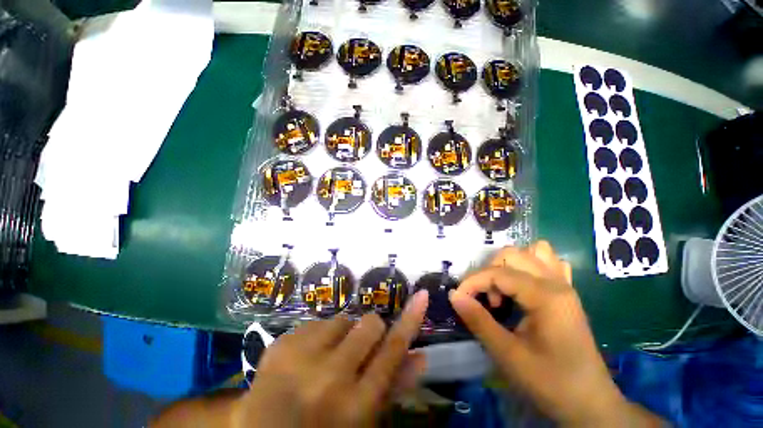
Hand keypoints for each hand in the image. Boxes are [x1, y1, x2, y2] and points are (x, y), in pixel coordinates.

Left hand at [233, 290, 428, 427]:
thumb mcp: (362, 420)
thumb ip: (393, 387)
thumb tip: (421, 356)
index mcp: (355, 406)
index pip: (392, 351)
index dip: (410, 320)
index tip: (422, 295)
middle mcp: (329, 378)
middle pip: (370, 323)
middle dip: (370, 330)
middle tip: (358, 348)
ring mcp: (300, 358)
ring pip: (343, 318)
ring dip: (343, 333)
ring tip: (328, 356)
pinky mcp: (280, 343)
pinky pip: (318, 320)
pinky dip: (320, 334)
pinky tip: (307, 356)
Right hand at [450, 242, 662, 426]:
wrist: (590, 404)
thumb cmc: (551, 382)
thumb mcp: (508, 355)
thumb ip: (478, 320)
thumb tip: (454, 295)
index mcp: (545, 296)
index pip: (497, 273)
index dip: (472, 282)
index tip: (459, 299)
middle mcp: (556, 282)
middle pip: (512, 254)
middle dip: (489, 272)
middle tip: (487, 301)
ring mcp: (565, 285)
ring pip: (532, 252)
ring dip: (509, 264)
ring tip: (503, 289)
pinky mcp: (566, 293)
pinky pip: (549, 263)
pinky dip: (530, 266)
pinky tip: (524, 285)